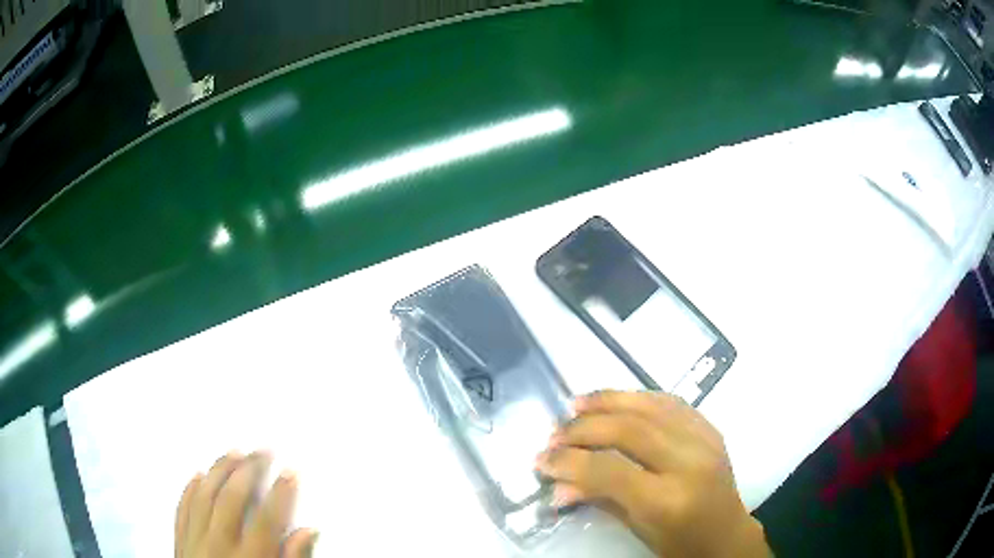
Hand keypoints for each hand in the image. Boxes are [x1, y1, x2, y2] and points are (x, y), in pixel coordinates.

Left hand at [175, 452, 317, 557]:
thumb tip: (307, 533)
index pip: (267, 519)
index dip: (282, 493)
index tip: (292, 472)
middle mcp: (219, 546)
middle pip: (233, 498)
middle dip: (250, 469)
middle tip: (263, 450)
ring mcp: (195, 542)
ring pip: (204, 495)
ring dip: (219, 470)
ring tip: (233, 452)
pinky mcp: (180, 543)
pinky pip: (182, 508)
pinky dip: (190, 489)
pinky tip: (197, 475)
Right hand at [535, 392, 769, 557]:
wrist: (726, 535)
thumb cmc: (679, 542)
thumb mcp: (636, 529)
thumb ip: (599, 500)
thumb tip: (557, 484)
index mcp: (668, 500)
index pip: (609, 470)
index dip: (569, 461)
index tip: (542, 459)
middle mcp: (689, 463)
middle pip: (628, 430)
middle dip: (583, 429)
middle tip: (554, 434)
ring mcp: (704, 440)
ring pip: (650, 406)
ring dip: (608, 401)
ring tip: (577, 404)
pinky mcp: (711, 429)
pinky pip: (671, 403)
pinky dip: (639, 398)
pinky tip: (618, 401)